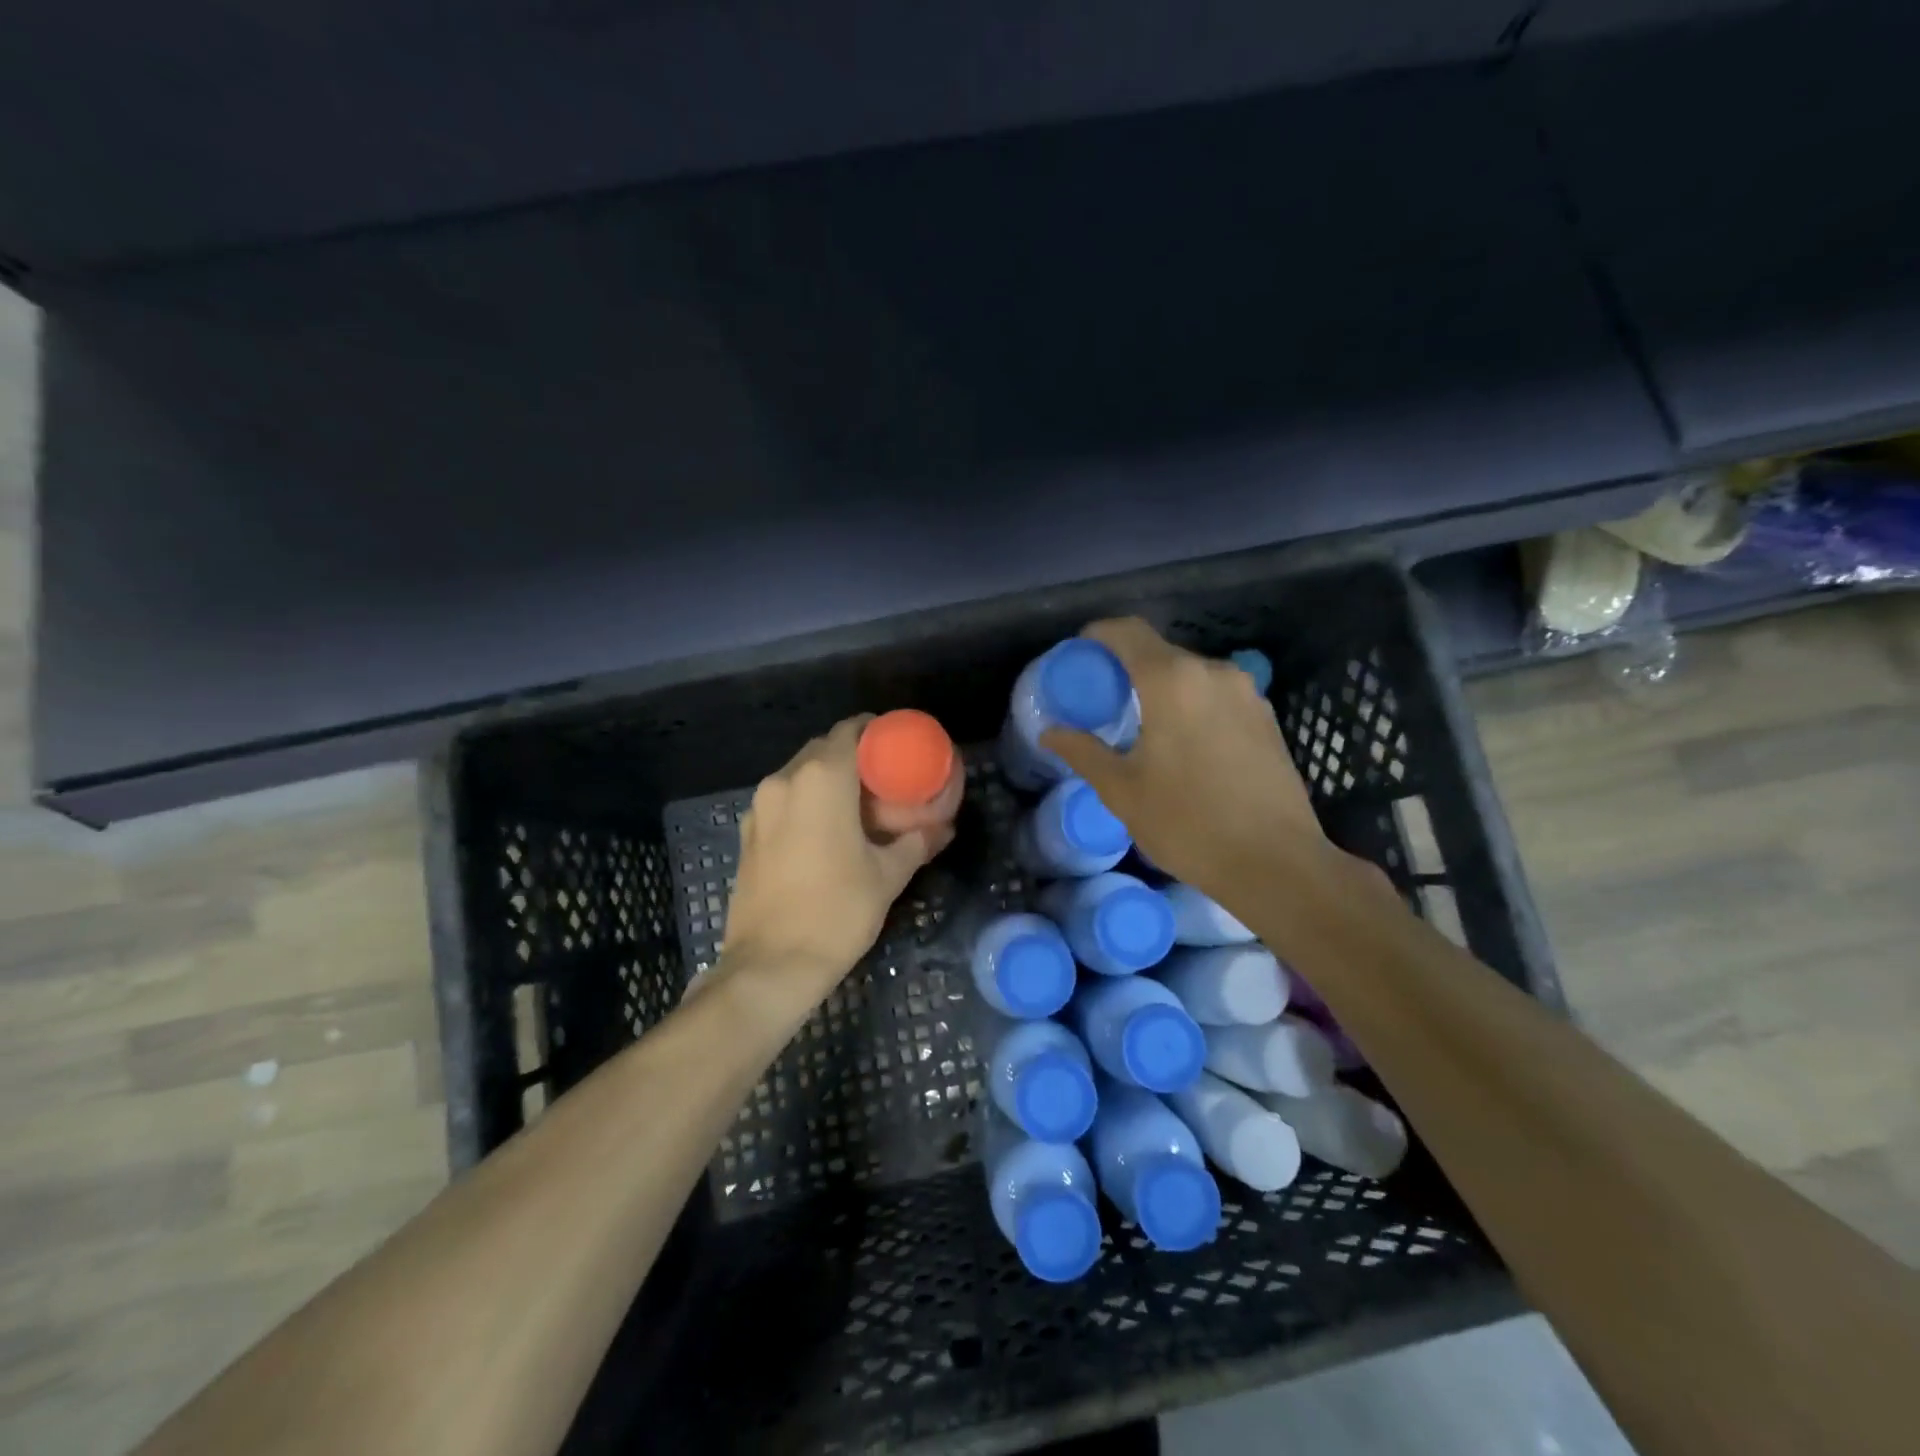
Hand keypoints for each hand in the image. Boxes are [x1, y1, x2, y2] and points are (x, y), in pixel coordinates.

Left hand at [717, 716, 954, 1007]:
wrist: (770, 966)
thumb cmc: (836, 913)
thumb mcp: (887, 876)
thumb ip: (916, 842)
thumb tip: (943, 829)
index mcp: (821, 780)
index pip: (850, 730)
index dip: (875, 731)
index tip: (898, 746)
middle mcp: (784, 781)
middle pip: (823, 749)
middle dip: (854, 757)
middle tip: (884, 782)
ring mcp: (759, 807)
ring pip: (800, 775)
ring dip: (829, 781)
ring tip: (857, 809)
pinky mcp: (747, 833)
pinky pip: (782, 801)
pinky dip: (806, 803)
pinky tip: (825, 832)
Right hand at [1040, 618, 1328, 900]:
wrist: (1276, 863)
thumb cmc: (1188, 823)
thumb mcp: (1122, 791)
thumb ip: (1083, 752)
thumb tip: (1050, 733)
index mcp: (1172, 681)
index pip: (1128, 632)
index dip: (1099, 635)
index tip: (1079, 654)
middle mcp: (1213, 673)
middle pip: (1160, 652)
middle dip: (1128, 666)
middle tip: (1104, 698)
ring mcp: (1247, 693)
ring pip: (1191, 675)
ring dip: (1162, 688)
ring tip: (1142, 724)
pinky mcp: (1266, 717)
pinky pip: (1217, 695)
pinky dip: (1192, 704)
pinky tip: (1184, 743)